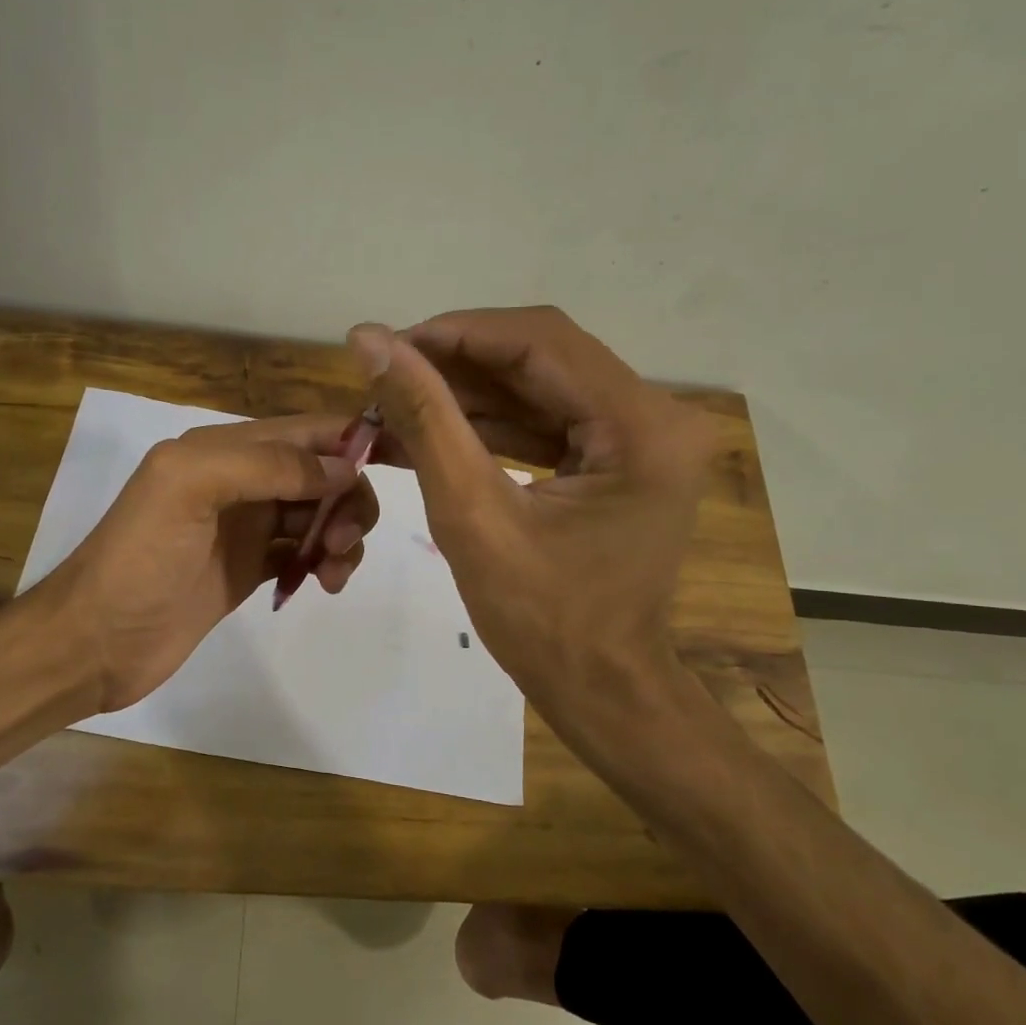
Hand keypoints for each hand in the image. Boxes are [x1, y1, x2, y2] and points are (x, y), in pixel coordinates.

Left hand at [37, 415, 379, 712]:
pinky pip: (305, 552)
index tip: (404, 462)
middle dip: (348, 500)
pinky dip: (325, 562)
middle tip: (342, 542)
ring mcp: (247, 527)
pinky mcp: (251, 568)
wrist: (96, 642)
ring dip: (342, 534)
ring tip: (332, 571)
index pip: (307, 430)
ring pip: (319, 514)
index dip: (355, 439)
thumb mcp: (188, 488)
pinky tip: (324, 584)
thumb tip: (341, 468)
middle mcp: (240, 480)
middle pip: (322, 473)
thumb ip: (265, 464)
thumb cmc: (138, 560)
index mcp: (224, 449)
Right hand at [350, 307, 714, 773]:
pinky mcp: (621, 459)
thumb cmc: (543, 622)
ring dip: (466, 394)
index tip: (384, 346)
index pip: (539, 342)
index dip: (454, 333)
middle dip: (455, 364)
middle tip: (383, 377)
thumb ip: (425, 421)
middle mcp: (657, 416)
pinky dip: (490, 424)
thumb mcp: (472, 517)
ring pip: (540, 386)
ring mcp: (643, 438)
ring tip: (396, 402)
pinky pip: (548, 422)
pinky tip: (434, 429)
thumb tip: (368, 341)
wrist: (601, 690)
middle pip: (542, 358)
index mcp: (641, 426)